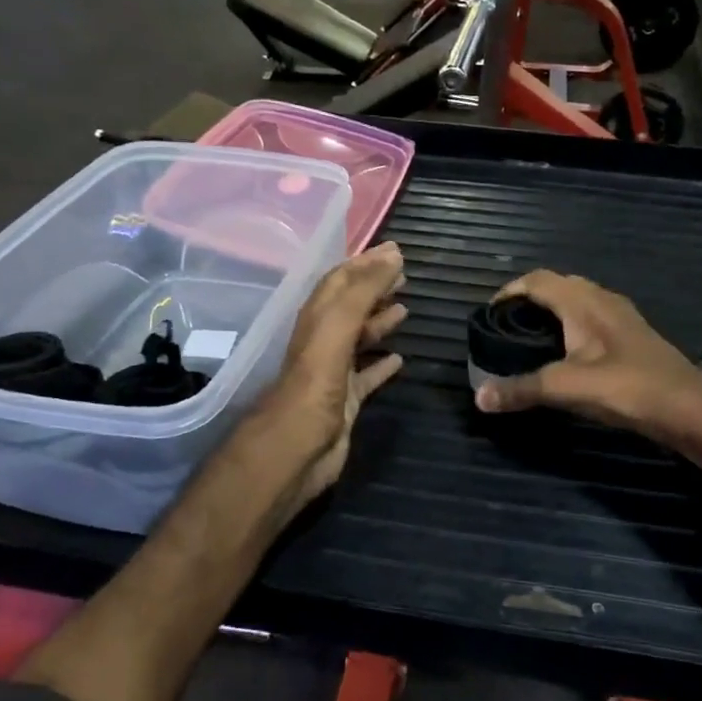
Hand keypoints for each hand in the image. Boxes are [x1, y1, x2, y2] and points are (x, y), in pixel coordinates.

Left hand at [250, 242, 406, 509]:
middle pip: (350, 306)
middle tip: (405, 276)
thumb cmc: (314, 384)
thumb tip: (392, 255)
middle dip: (374, 288)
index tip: (395, 251)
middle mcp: (323, 341)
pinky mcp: (345, 402)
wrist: (296, 449)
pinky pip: (366, 376)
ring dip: (379, 321)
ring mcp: (333, 372)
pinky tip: (400, 359)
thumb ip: (362, 291)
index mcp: (317, 319)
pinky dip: (382, 364)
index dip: (365, 264)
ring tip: (405, 308)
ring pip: (358, 339)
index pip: (340, 281)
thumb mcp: (336, 328)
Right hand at [471, 270, 701, 444]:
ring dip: (552, 312)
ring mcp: (621, 317)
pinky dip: (571, 327)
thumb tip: (478, 397)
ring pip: (578, 301)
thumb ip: (522, 389)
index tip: (487, 315)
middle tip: (506, 327)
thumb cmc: (627, 387)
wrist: (689, 407)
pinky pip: (592, 318)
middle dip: (529, 299)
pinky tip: (567, 355)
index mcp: (583, 302)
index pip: (537, 280)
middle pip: (558, 285)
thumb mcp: (567, 388)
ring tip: (530, 340)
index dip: (509, 291)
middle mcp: (602, 300)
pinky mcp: (632, 337)